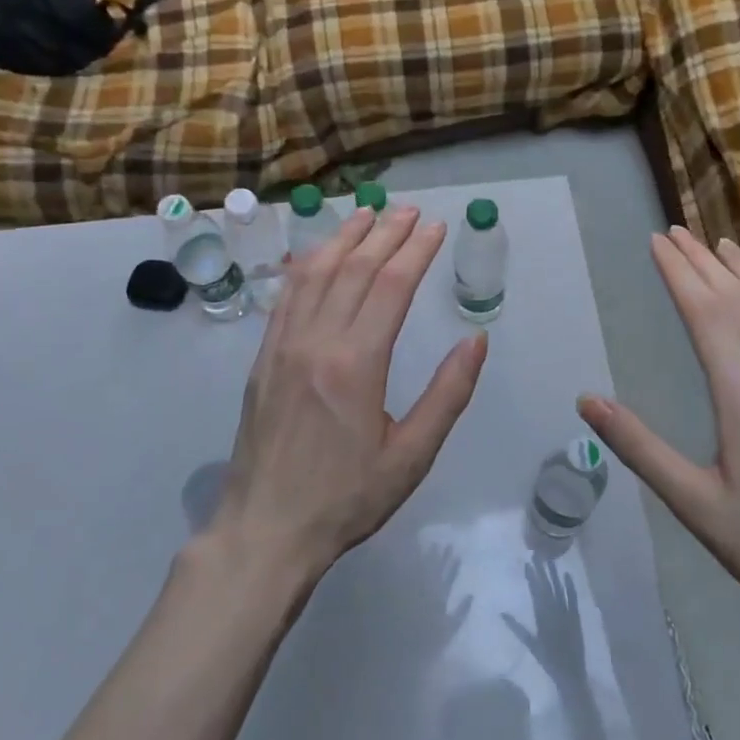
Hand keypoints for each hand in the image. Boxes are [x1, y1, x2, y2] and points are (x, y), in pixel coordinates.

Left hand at [213, 205, 487, 581]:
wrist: (266, 529)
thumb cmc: (347, 497)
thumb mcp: (412, 455)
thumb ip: (447, 394)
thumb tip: (476, 339)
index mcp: (357, 363)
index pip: (391, 286)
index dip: (416, 251)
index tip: (436, 227)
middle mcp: (317, 341)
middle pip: (354, 269)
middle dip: (386, 234)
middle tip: (410, 211)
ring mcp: (283, 345)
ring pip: (315, 273)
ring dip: (344, 237)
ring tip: (368, 214)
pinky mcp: (263, 357)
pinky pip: (286, 296)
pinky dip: (306, 264)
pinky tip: (317, 252)